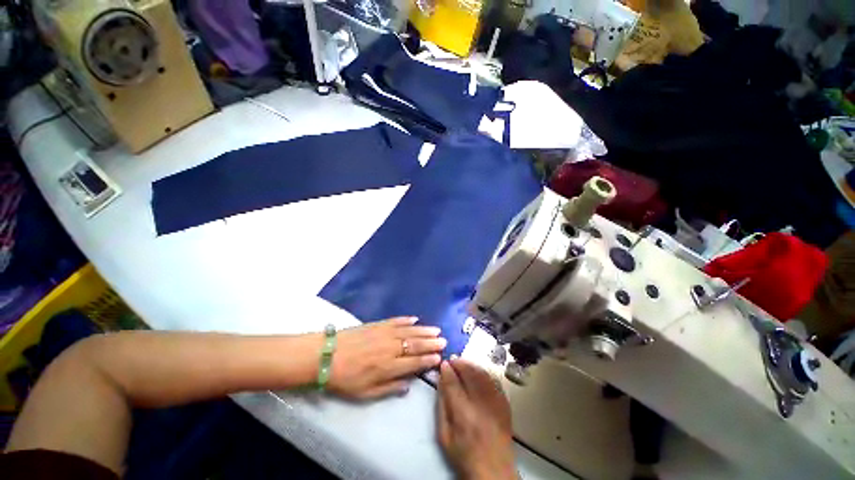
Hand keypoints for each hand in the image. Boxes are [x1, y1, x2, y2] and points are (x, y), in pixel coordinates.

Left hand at [328, 317, 444, 399]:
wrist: (327, 355)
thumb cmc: (345, 379)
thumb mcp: (365, 393)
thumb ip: (389, 389)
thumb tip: (408, 385)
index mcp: (388, 366)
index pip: (414, 362)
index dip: (428, 359)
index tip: (439, 357)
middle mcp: (391, 348)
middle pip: (415, 345)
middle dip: (431, 343)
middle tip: (444, 341)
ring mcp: (385, 333)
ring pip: (409, 331)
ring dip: (424, 331)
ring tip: (436, 330)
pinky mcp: (378, 324)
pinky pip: (396, 321)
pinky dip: (407, 320)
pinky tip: (415, 319)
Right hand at [437, 358, 515, 479]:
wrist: (494, 470)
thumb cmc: (464, 455)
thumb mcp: (444, 435)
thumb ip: (441, 405)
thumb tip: (441, 381)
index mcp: (464, 415)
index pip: (453, 383)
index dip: (447, 370)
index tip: (443, 363)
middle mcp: (481, 405)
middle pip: (470, 373)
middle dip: (459, 363)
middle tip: (452, 359)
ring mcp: (496, 403)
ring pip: (482, 373)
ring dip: (471, 365)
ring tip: (462, 363)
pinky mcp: (505, 403)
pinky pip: (493, 380)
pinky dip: (483, 372)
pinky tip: (476, 372)